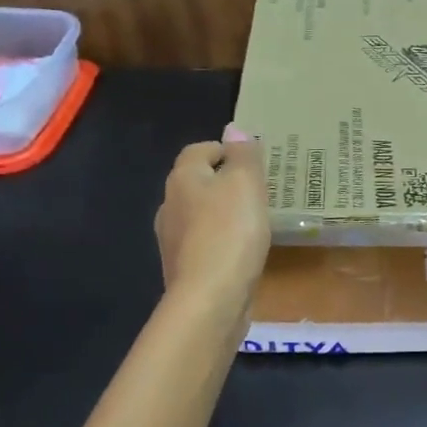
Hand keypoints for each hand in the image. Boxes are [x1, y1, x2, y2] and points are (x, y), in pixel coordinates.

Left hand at [155, 125, 270, 315]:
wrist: (210, 298)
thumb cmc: (231, 231)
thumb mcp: (246, 183)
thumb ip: (243, 154)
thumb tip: (233, 129)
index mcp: (183, 178)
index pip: (199, 150)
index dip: (224, 150)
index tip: (251, 162)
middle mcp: (170, 205)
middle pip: (197, 183)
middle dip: (223, 183)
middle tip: (256, 190)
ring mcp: (172, 239)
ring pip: (199, 215)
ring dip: (221, 213)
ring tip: (252, 221)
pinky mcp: (183, 268)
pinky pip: (203, 244)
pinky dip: (220, 241)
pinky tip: (240, 252)